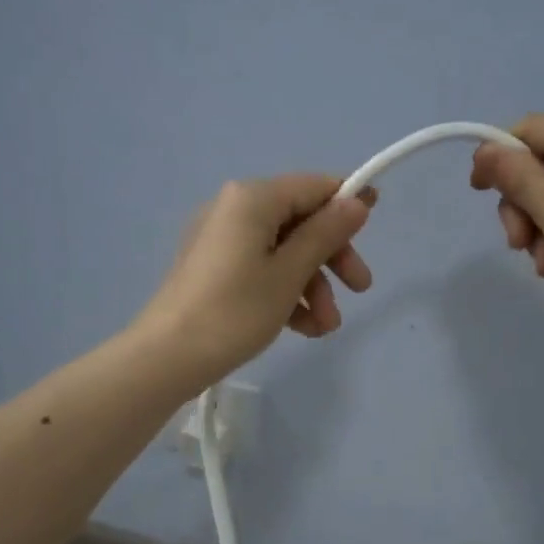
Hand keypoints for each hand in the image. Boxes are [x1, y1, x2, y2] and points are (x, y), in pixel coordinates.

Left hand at [135, 174, 376, 386]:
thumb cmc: (235, 310)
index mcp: (252, 198)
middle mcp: (234, 209)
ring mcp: (220, 240)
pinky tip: (303, 329)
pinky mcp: (213, 269)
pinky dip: (284, 293)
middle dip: (331, 258)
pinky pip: (260, 269)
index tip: (376, 225)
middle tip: (360, 290)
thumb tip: (356, 202)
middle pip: (299, 221)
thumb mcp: (289, 273)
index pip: (313, 186)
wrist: (167, 357)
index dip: (347, 203)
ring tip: (325, 328)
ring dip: (311, 285)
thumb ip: (325, 234)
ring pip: (282, 251)